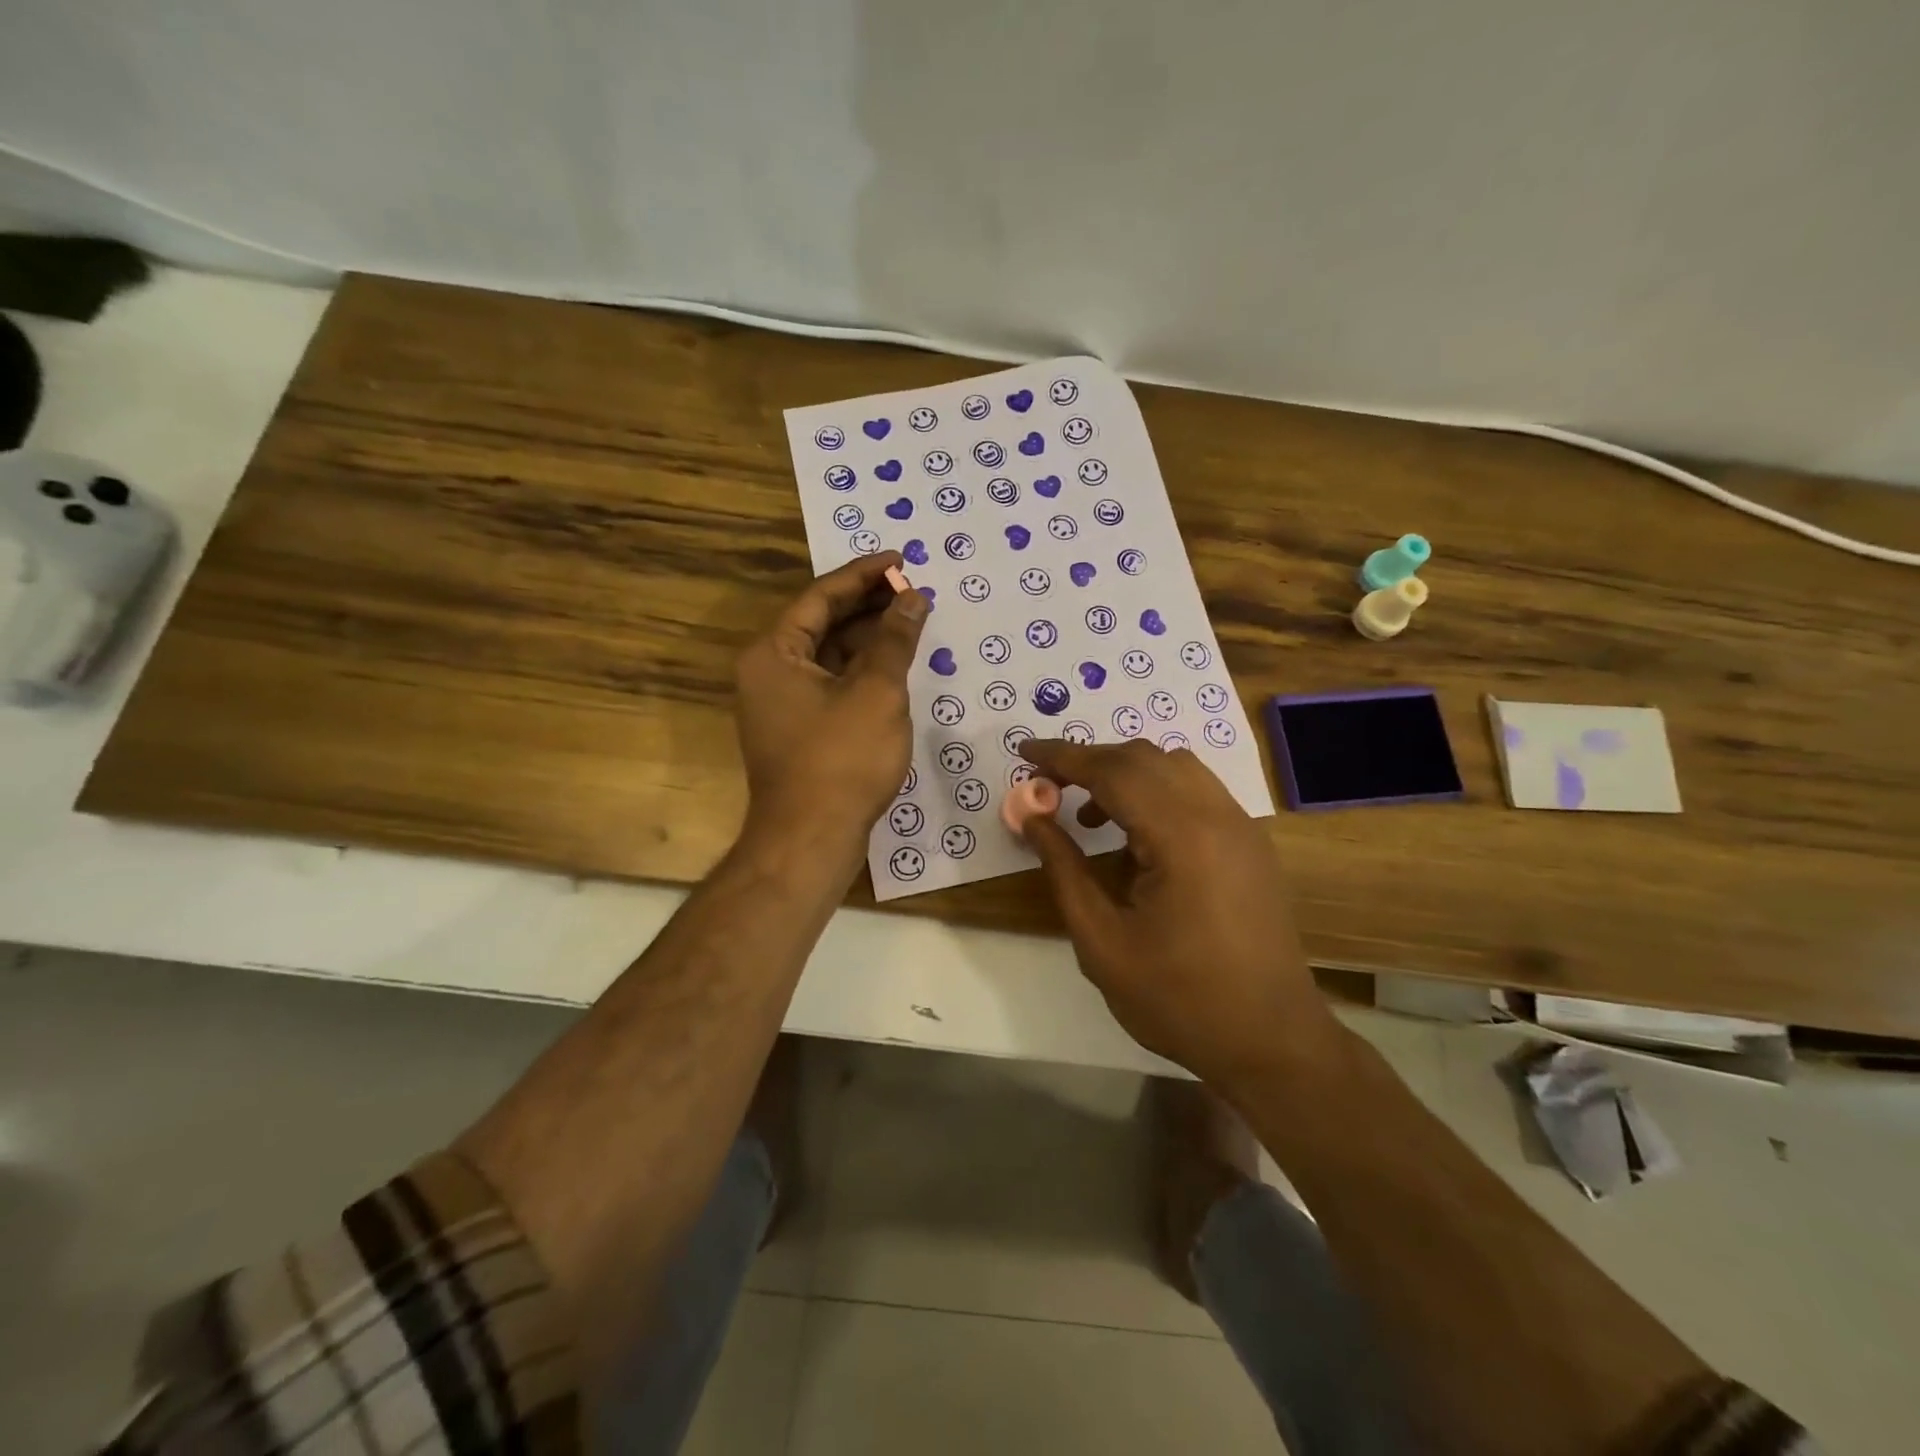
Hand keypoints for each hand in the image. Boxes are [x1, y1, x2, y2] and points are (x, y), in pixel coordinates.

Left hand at [735, 552, 927, 867]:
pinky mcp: (798, 731)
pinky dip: (861, 671)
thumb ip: (895, 639)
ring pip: (828, 656)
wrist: (810, 840)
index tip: (900, 560)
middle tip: (912, 590)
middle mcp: (768, 672)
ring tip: (911, 623)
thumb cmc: (841, 759)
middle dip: (868, 606)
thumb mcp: (876, 692)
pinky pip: (830, 684)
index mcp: (774, 653)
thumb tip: (913, 598)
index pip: (820, 597)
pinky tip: (894, 666)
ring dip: (867, 639)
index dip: (863, 575)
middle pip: (821, 624)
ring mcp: (781, 704)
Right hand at [1019, 739, 1341, 1092]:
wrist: (1272, 1042)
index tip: (1023, 751)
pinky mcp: (1250, 844)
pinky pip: (1196, 791)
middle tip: (1047, 786)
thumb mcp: (1102, 942)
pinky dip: (1155, 792)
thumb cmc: (1179, 1000)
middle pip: (1144, 758)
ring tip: (1087, 816)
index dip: (1062, 756)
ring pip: (1174, 767)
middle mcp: (1218, 815)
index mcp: (1182, 836)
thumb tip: (1032, 816)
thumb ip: (1063, 869)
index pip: (1112, 770)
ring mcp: (1241, 827)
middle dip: (1089, 762)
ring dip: (1124, 775)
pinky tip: (1134, 837)